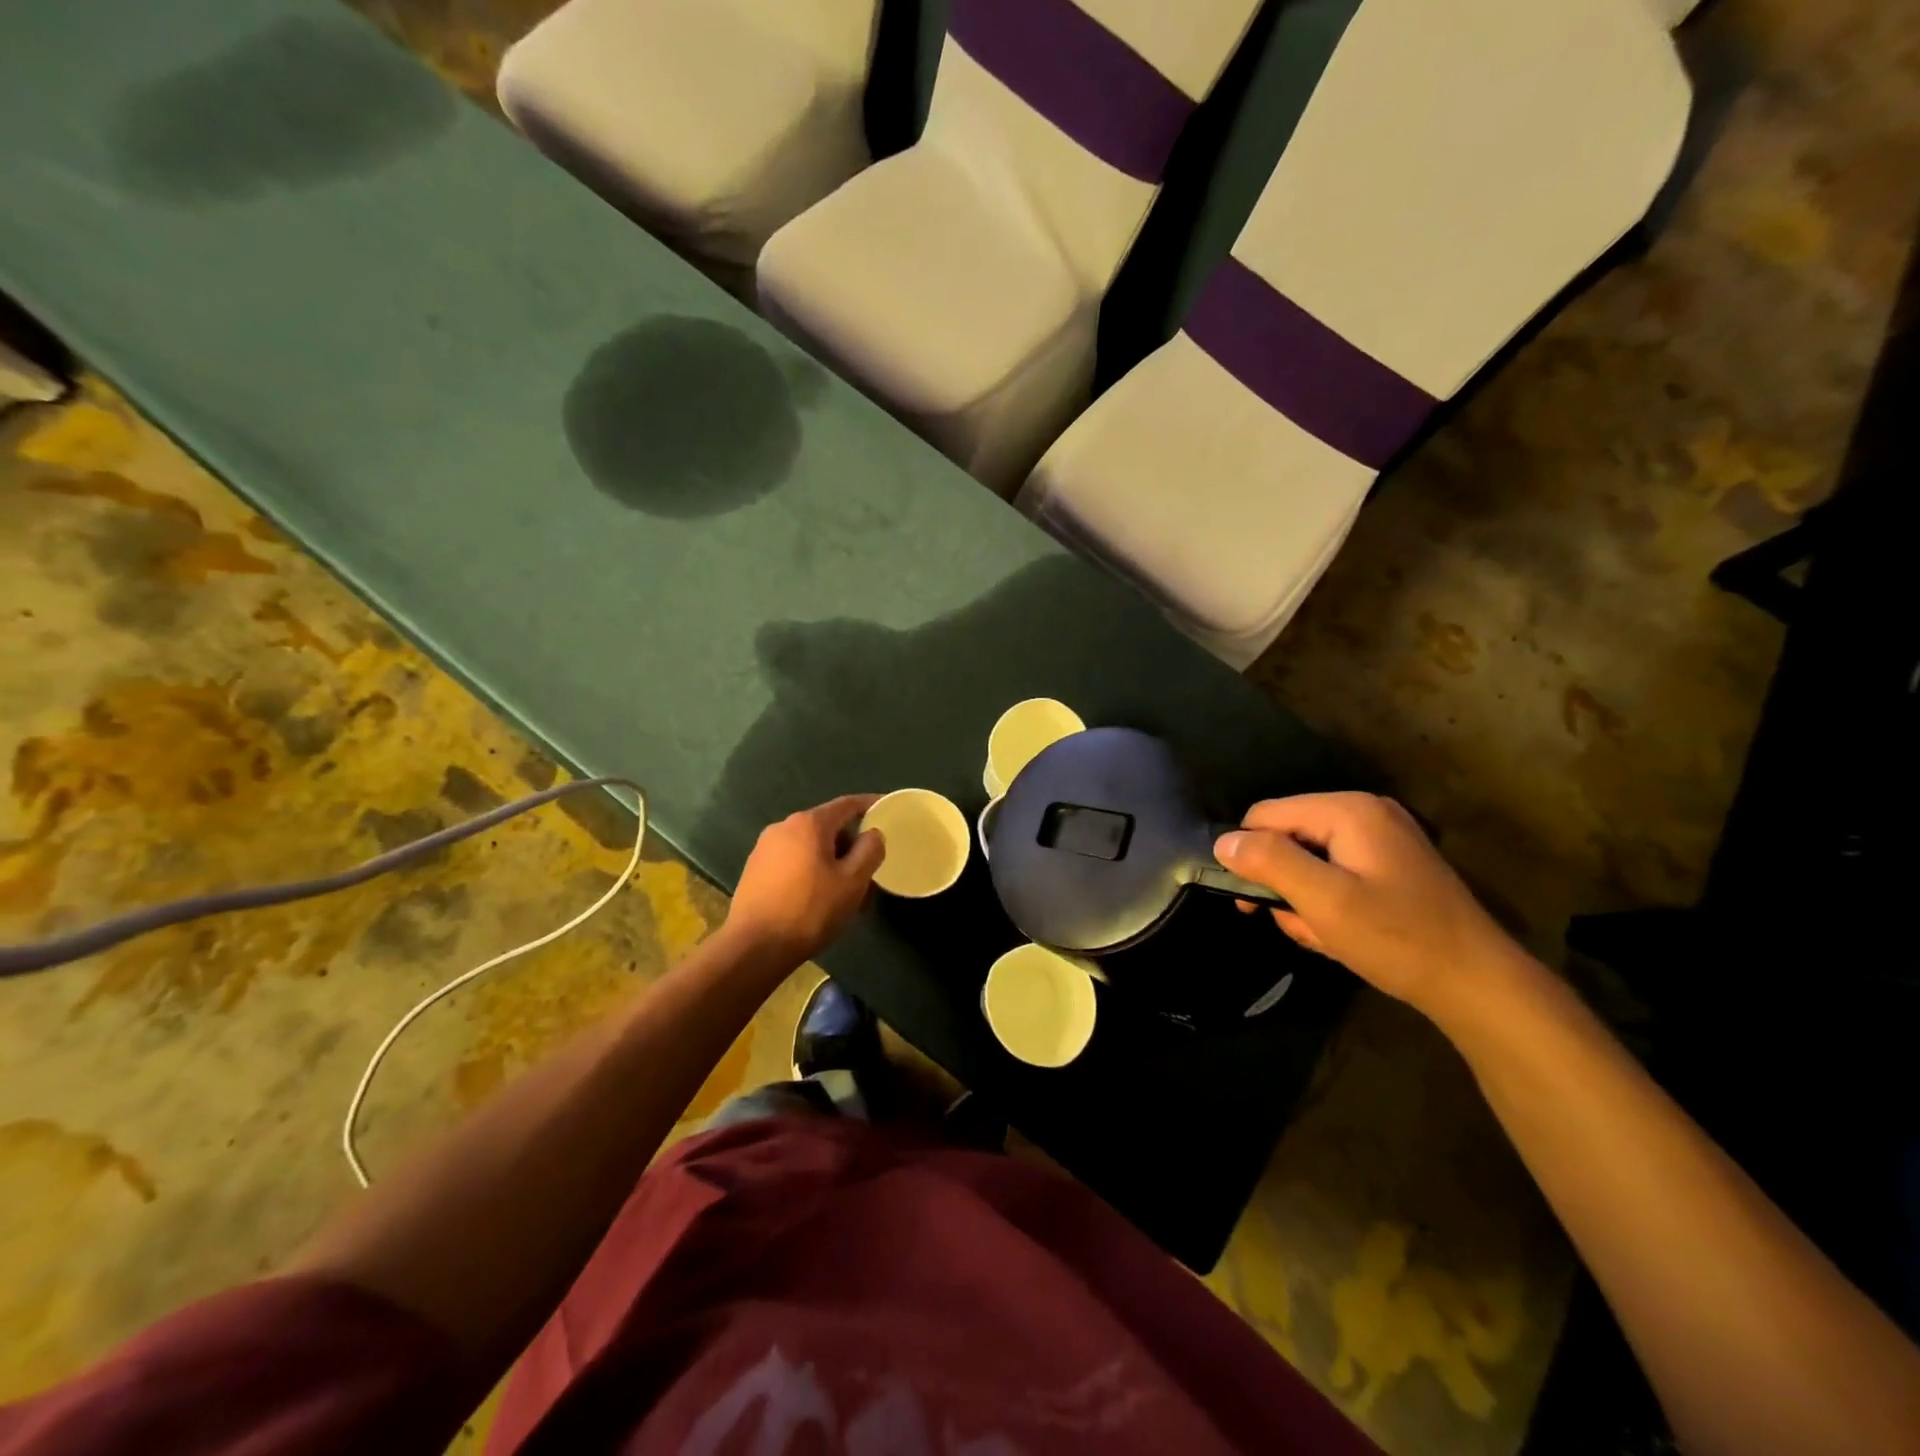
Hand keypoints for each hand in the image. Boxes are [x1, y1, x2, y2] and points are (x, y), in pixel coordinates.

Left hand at [726, 796, 885, 963]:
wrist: (754, 947)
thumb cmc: (811, 911)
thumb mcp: (852, 882)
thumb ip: (869, 851)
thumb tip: (873, 833)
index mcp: (810, 823)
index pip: (847, 805)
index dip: (869, 804)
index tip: (886, 809)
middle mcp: (784, 827)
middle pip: (827, 826)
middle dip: (850, 845)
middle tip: (868, 871)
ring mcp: (764, 848)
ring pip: (809, 846)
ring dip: (830, 861)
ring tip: (844, 892)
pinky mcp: (754, 869)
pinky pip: (792, 860)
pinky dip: (810, 870)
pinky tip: (817, 898)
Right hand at [1214, 793, 1527, 1023]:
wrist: (1478, 985)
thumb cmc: (1397, 939)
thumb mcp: (1324, 901)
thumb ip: (1270, 863)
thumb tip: (1222, 842)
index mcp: (1348, 810)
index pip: (1265, 815)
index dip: (1249, 855)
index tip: (1252, 902)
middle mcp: (1364, 812)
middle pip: (1287, 836)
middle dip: (1283, 883)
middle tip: (1299, 925)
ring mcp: (1381, 837)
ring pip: (1309, 859)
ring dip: (1304, 899)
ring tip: (1325, 936)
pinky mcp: (1390, 863)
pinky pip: (1336, 872)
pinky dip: (1328, 902)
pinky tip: (1343, 934)